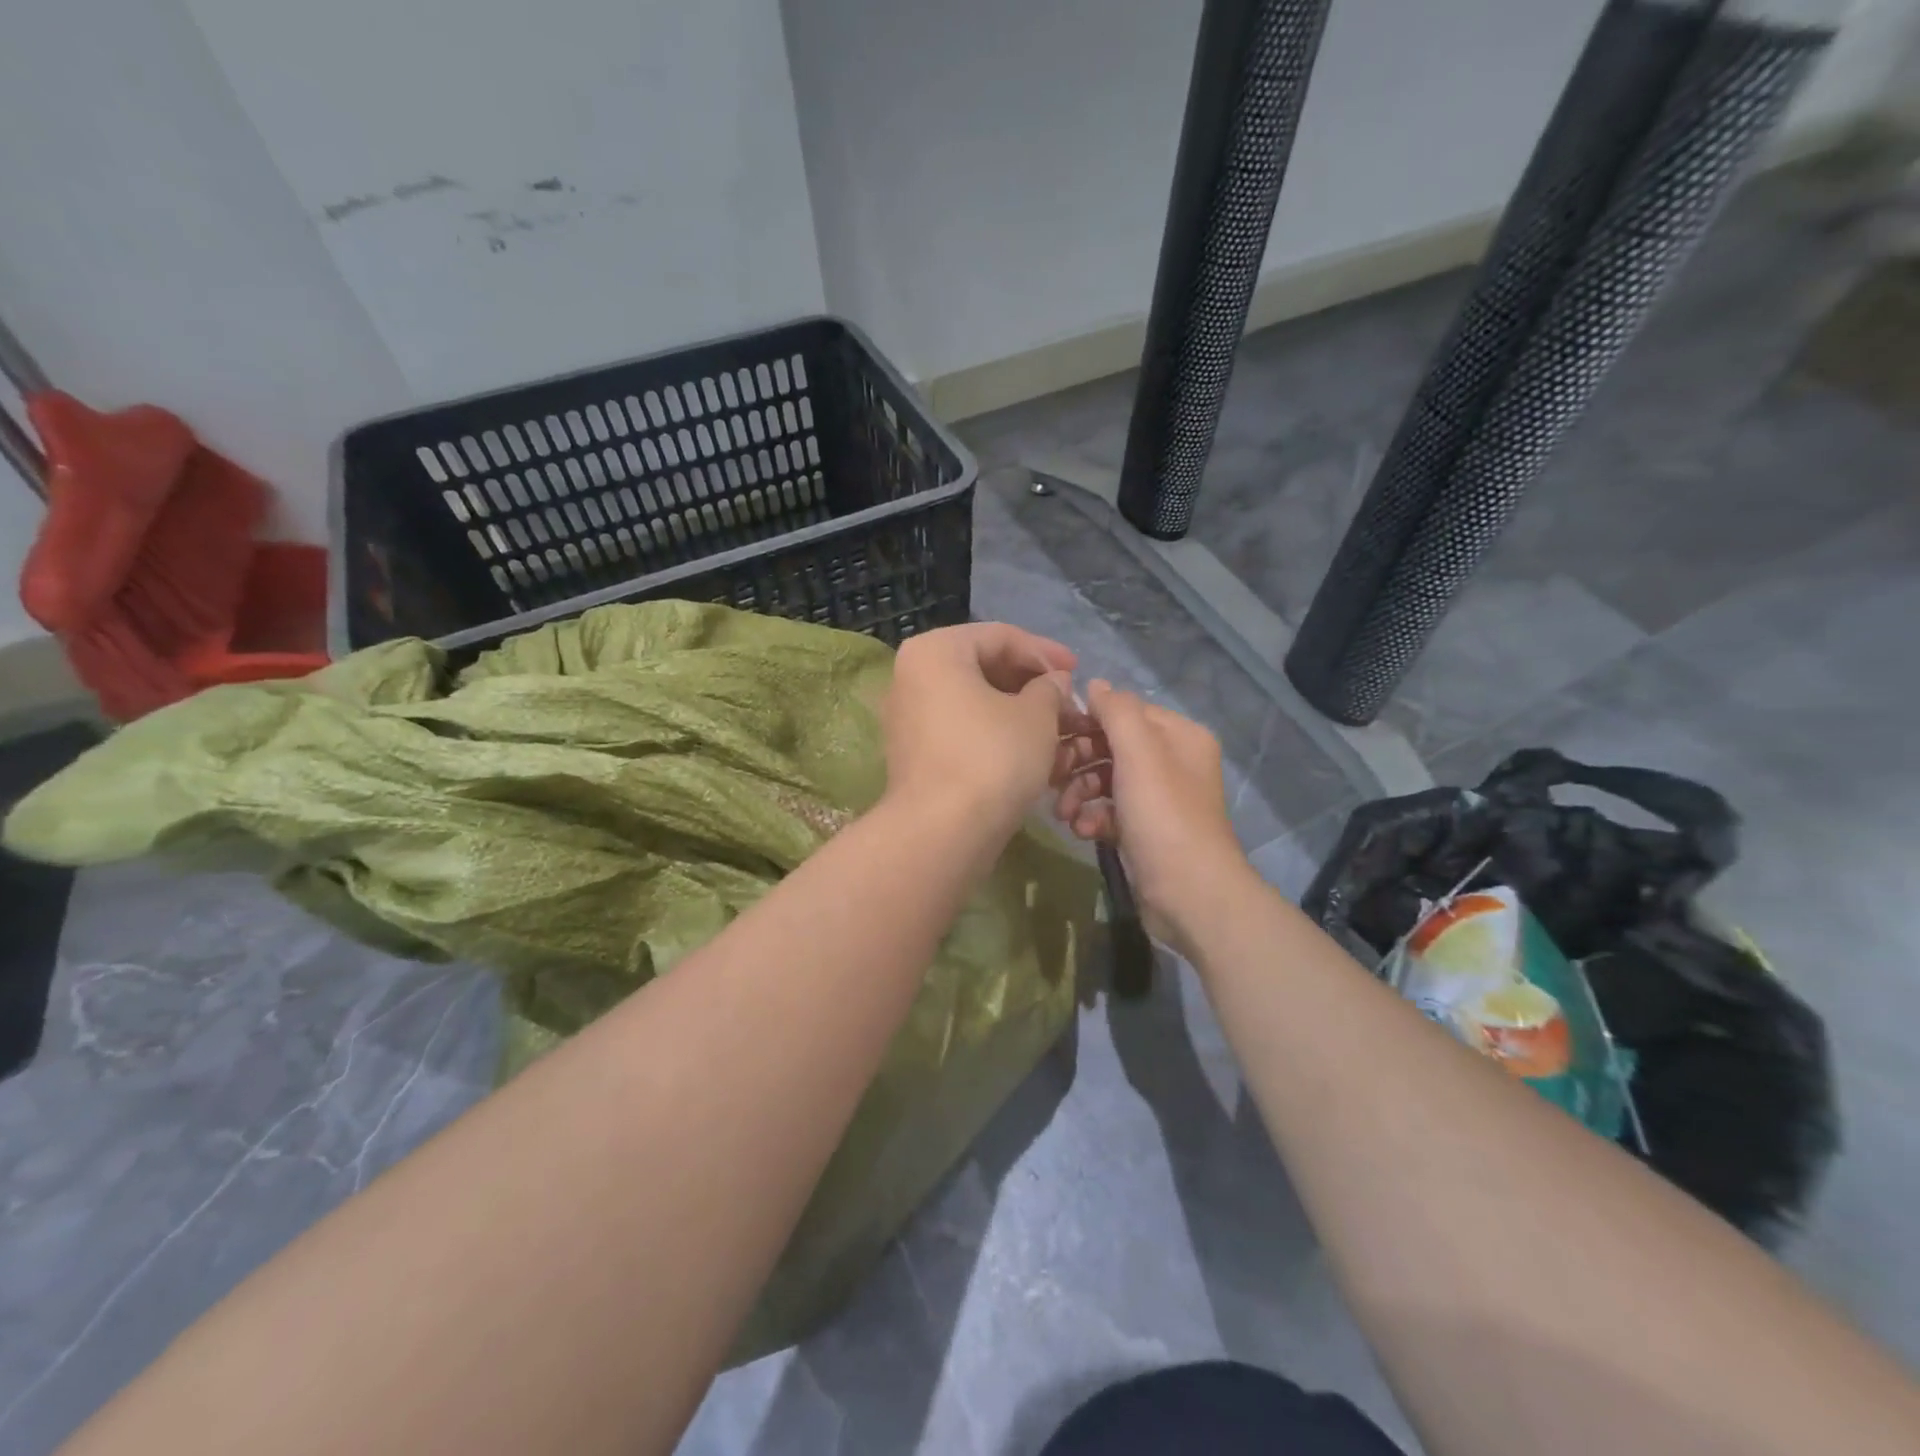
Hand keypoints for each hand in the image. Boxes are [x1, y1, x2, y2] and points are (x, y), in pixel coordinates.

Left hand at [880, 623, 1084, 840]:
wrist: (943, 831)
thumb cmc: (993, 757)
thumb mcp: (1037, 715)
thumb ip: (1050, 687)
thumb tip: (1054, 682)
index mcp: (936, 651)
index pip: (1000, 636)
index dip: (1045, 652)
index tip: (1077, 671)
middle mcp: (912, 676)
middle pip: (983, 667)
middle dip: (1031, 684)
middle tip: (1067, 702)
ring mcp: (908, 716)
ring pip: (974, 701)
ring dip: (1018, 711)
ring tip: (1056, 730)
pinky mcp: (914, 752)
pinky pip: (961, 728)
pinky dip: (995, 733)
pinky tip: (1029, 752)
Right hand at [1054, 680, 1252, 951]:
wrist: (1190, 894)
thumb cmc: (1163, 815)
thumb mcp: (1139, 753)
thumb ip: (1116, 712)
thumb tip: (1095, 684)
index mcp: (1178, 736)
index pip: (1125, 712)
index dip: (1088, 719)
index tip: (1052, 733)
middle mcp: (1171, 762)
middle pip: (1112, 746)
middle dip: (1079, 760)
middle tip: (1051, 776)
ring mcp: (1158, 799)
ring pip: (1106, 780)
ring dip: (1079, 792)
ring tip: (1062, 813)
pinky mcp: (1144, 831)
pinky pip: (1109, 811)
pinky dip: (1092, 817)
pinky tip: (1081, 831)